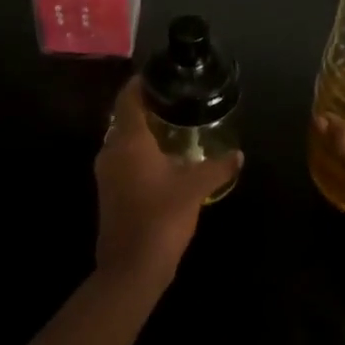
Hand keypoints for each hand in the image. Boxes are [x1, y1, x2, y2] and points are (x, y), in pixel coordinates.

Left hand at [94, 77, 239, 287]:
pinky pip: (121, 159)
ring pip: (121, 140)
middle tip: (172, 101)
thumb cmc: (161, 218)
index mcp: (129, 141)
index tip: (157, 75)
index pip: (127, 99)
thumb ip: (217, 167)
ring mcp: (106, 173)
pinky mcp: (108, 192)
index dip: (139, 84)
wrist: (130, 269)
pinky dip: (137, 152)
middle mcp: (111, 151)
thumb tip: (238, 154)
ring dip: (140, 131)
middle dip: (144, 107)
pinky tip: (161, 160)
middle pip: (123, 118)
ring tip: (170, 127)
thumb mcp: (195, 189)